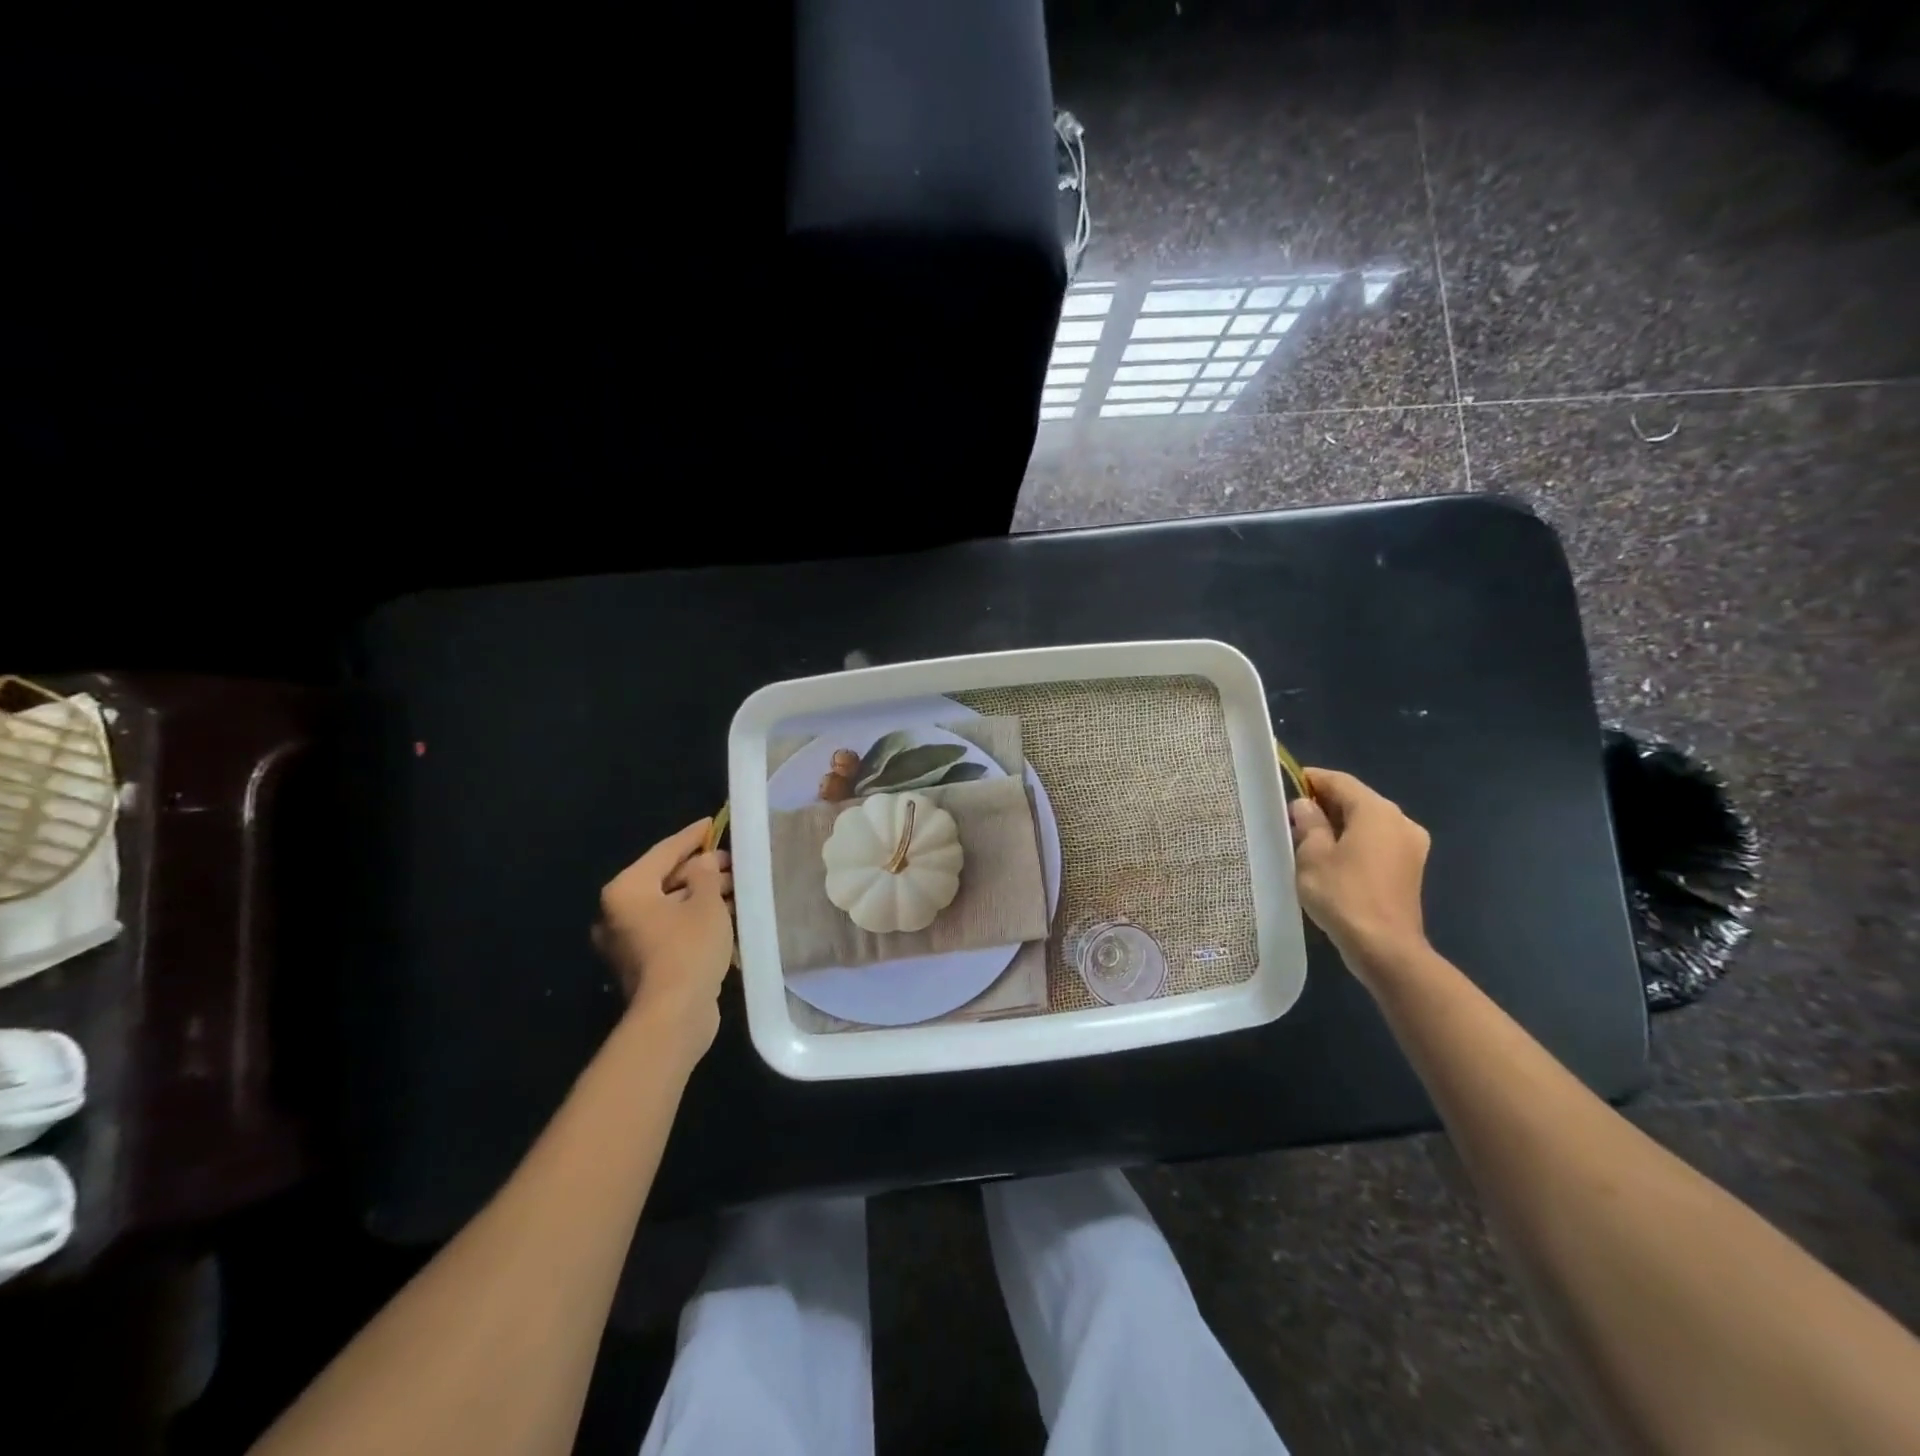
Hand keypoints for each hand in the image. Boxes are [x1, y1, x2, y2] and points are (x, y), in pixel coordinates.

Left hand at [593, 819, 733, 1055]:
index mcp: (626, 890)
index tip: (713, 822)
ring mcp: (627, 941)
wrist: (673, 1016)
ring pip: (669, 906)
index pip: (664, 851)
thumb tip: (704, 863)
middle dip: (700, 869)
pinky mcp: (642, 963)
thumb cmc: (688, 948)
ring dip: (700, 896)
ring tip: (735, 886)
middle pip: (664, 879)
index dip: (692, 836)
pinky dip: (693, 919)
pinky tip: (722, 914)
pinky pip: (669, 928)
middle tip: (732, 861)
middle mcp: (617, 913)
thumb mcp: (706, 903)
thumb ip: (707, 874)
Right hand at [1289, 768, 1430, 980]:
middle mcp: (1400, 821)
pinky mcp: (1411, 868)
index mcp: (1377, 811)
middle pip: (1357, 800)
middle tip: (1291, 814)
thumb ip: (1309, 823)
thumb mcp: (1312, 856)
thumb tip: (1305, 805)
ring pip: (1368, 822)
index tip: (1285, 784)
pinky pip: (1377, 842)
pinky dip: (1355, 842)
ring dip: (1339, 824)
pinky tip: (1332, 857)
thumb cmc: (1343, 895)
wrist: (1385, 948)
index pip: (1339, 781)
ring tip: (1307, 837)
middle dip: (1324, 803)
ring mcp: (1411, 845)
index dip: (1311, 779)